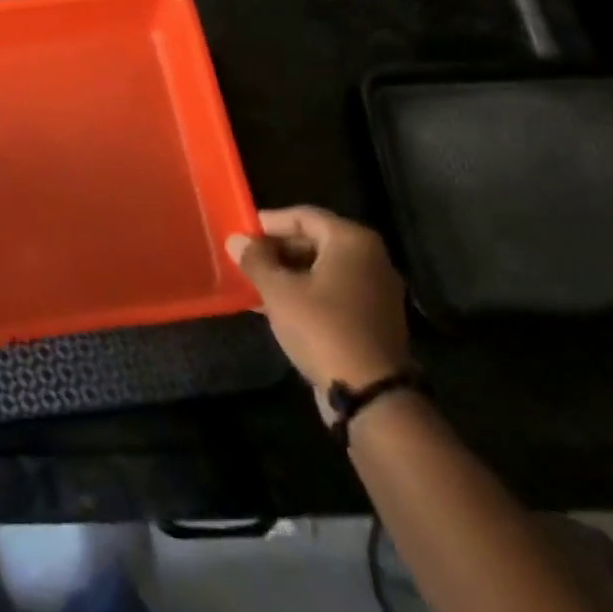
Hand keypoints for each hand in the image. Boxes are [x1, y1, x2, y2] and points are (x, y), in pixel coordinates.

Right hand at [227, 206, 409, 392]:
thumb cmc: (322, 328)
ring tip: (255, 282)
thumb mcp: (279, 291)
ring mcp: (376, 290)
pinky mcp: (374, 319)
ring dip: (289, 273)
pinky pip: (334, 292)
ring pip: (323, 269)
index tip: (243, 231)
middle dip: (278, 249)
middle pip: (315, 241)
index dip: (270, 222)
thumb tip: (236, 240)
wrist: (371, 395)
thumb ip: (255, 260)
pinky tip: (277, 306)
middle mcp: (370, 258)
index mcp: (351, 241)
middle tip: (247, 258)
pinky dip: (307, 293)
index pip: (303, 216)